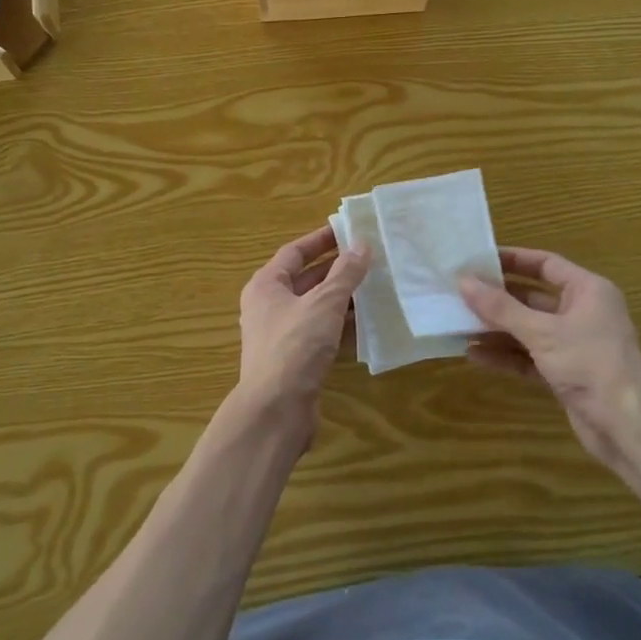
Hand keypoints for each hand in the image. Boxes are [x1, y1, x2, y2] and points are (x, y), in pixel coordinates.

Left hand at [238, 225, 369, 424]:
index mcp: (266, 285)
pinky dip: (339, 323)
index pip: (294, 252)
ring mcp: (279, 334)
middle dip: (335, 268)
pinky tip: (365, 322)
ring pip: (314, 306)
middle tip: (368, 258)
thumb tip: (361, 244)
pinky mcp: (293, 359)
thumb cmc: (296, 345)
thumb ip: (345, 273)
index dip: (321, 240)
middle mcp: (268, 306)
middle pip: (304, 278)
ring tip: (374, 285)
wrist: (276, 409)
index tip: (349, 231)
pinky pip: (318, 330)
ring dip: (340, 296)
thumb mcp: (324, 303)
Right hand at [461, 248, 640, 475]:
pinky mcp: (565, 374)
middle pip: (532, 298)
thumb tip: (463, 281)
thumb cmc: (590, 365)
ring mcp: (573, 345)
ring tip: (458, 324)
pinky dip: (506, 355)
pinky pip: (529, 357)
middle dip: (497, 299)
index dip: (512, 259)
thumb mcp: (542, 332)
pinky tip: (474, 355)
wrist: (628, 428)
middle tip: (460, 293)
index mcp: (587, 291)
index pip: (545, 264)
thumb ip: (501, 308)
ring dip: (496, 329)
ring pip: (528, 329)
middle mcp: (582, 313)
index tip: (477, 259)